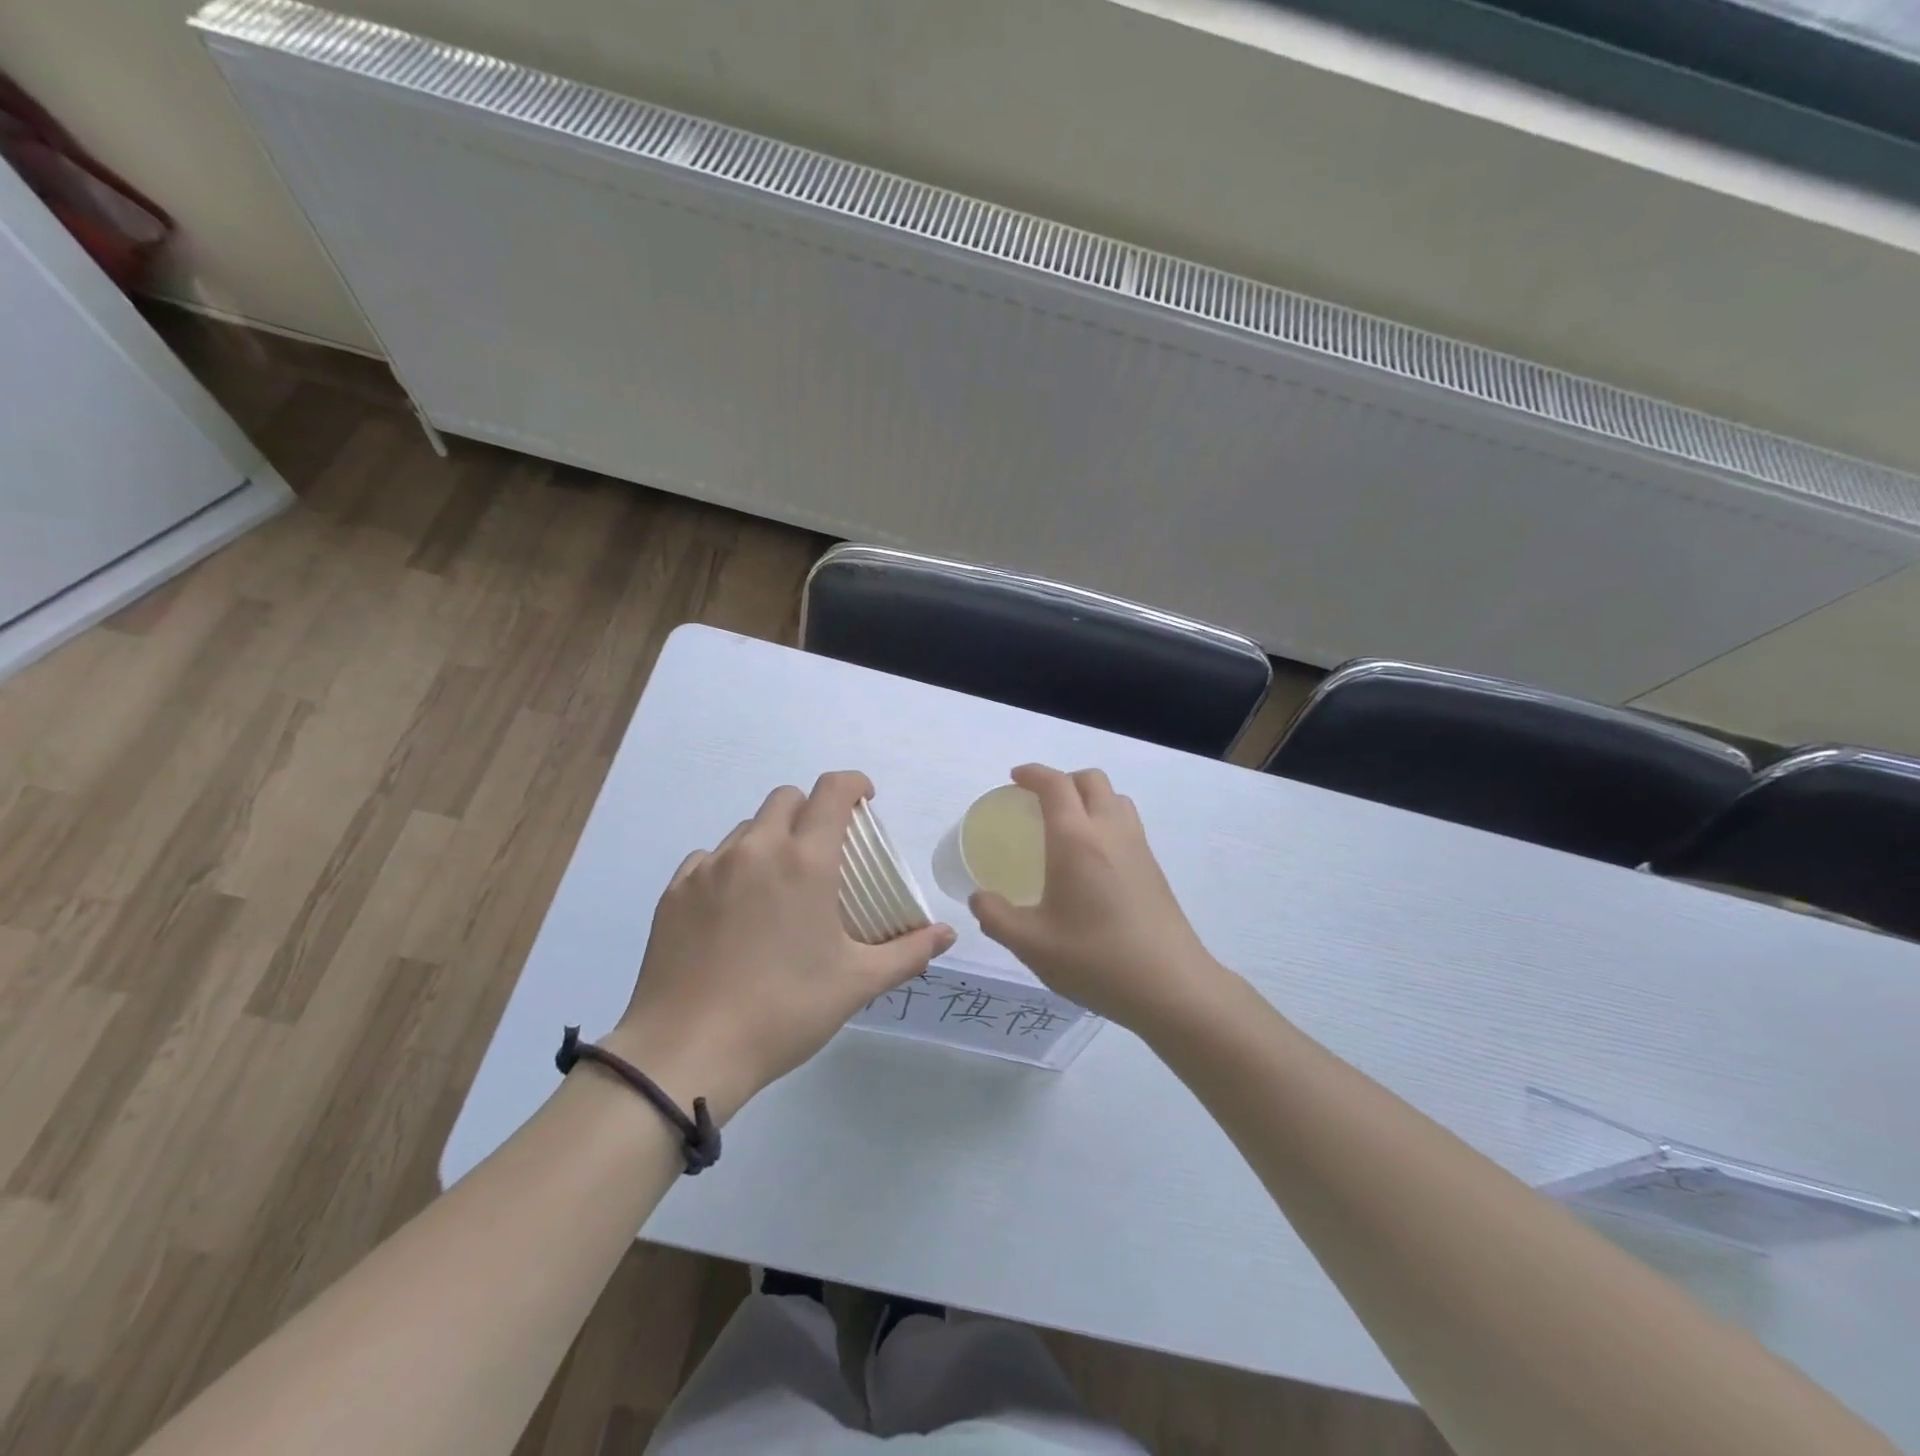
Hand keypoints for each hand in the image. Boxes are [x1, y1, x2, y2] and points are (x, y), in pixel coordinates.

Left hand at [610, 771, 954, 1118]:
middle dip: (812, 811)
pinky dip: (730, 867)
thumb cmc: (784, 1011)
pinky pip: (709, 859)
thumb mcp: (856, 983)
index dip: (854, 785)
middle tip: (824, 852)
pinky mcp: (674, 891)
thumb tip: (947, 934)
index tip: (865, 803)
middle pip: (787, 798)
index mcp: (805, 861)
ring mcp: (709, 868)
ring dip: (771, 840)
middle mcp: (756, 849)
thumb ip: (908, 952)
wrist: (687, 1052)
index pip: (832, 791)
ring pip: (747, 828)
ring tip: (778, 887)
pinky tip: (734, 910)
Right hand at [969, 764, 1224, 1031]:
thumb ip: (996, 916)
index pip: (1055, 784)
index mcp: (1076, 839)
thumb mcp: (1031, 944)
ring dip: (1089, 797)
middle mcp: (1110, 831)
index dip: (1033, 773)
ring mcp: (1138, 847)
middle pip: (1091, 780)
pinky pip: (1128, 823)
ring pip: (1115, 798)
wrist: (1171, 986)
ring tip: (1068, 825)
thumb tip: (979, 897)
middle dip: (1062, 780)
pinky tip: (1093, 860)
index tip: (1014, 779)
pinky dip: (1106, 819)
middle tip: (1039, 802)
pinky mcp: (1154, 868)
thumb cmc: (1095, 959)